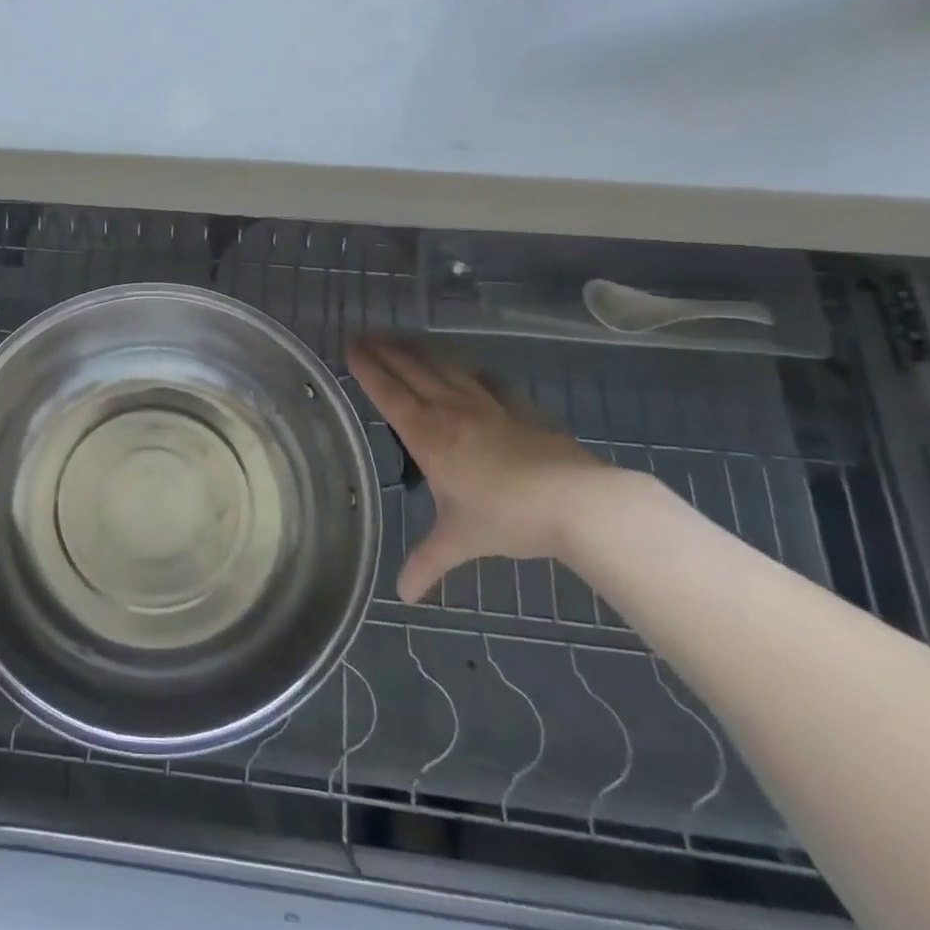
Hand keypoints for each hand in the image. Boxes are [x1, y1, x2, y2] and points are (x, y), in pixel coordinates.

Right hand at [347, 336, 623, 602]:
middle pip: (411, 369)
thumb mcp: (460, 541)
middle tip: (364, 333)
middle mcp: (451, 409)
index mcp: (428, 434)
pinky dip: (468, 369)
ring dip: (419, 350)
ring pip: (444, 367)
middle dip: (385, 349)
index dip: (367, 368)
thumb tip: (402, 597)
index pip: (388, 392)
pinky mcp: (519, 408)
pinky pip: (485, 379)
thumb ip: (427, 562)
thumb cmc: (507, 517)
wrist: (578, 502)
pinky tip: (468, 367)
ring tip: (403, 338)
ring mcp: (487, 404)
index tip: (350, 346)